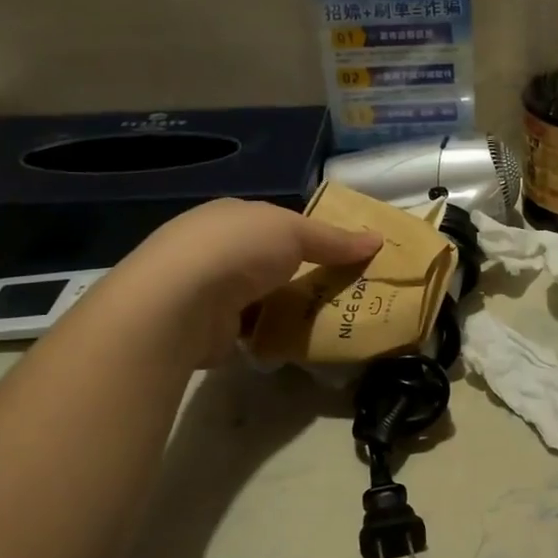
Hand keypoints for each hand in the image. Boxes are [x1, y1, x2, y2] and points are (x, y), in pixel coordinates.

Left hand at [112, 199, 379, 363]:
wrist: (179, 303)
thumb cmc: (238, 250)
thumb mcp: (295, 233)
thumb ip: (334, 239)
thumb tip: (378, 240)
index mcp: (232, 216)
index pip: (278, 223)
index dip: (312, 236)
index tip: (345, 255)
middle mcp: (216, 248)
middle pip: (271, 261)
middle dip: (303, 274)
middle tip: (346, 291)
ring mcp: (208, 289)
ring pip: (262, 296)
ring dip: (288, 306)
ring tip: (331, 319)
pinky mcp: (208, 328)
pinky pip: (252, 328)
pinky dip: (273, 333)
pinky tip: (299, 341)